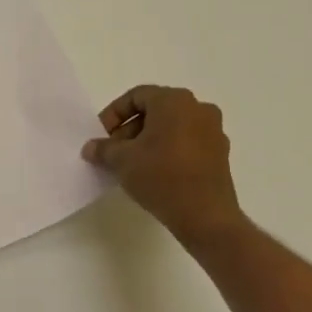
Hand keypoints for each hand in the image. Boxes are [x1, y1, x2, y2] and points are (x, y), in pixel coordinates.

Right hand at [82, 85, 244, 248]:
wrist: (205, 215)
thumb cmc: (161, 176)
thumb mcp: (122, 161)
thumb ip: (103, 149)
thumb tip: (91, 148)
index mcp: (174, 101)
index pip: (136, 96)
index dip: (113, 114)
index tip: (102, 136)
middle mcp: (198, 108)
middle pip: (155, 110)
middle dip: (130, 129)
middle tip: (114, 152)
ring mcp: (213, 131)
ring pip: (172, 127)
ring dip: (148, 141)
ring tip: (131, 165)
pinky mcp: (220, 154)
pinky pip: (186, 143)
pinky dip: (167, 151)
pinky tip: (154, 173)